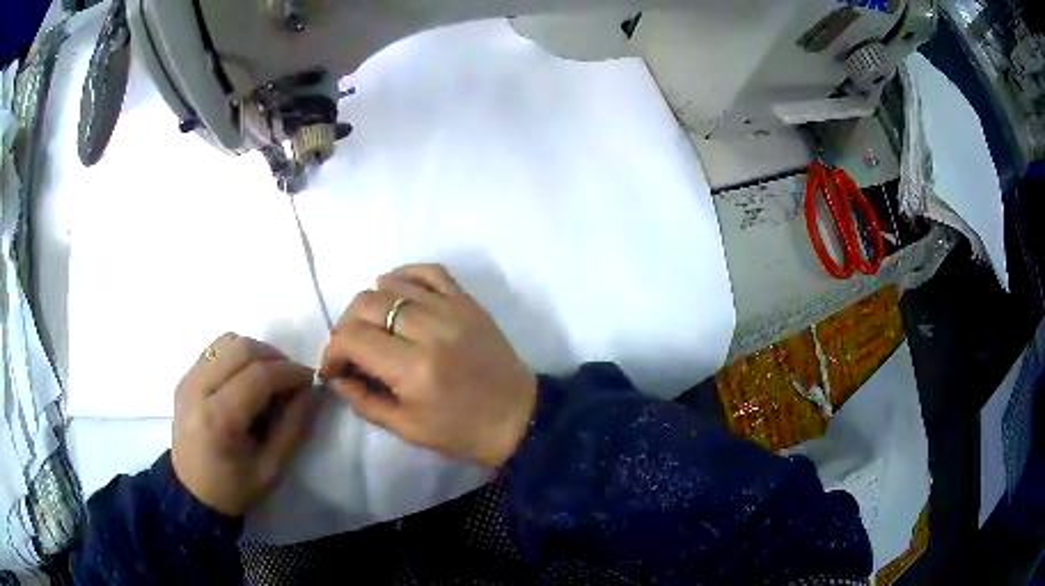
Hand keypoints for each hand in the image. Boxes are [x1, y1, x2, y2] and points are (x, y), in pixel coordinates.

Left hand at [172, 333, 318, 516]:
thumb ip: (293, 428)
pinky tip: (247, 377)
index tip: (310, 380)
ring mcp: (188, 379)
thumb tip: (312, 392)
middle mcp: (198, 389)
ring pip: (228, 342)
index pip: (258, 376)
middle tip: (292, 378)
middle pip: (242, 349)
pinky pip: (215, 349)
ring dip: (256, 352)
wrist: (192, 493)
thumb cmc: (233, 488)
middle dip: (275, 357)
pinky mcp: (186, 377)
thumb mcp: (271, 469)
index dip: (289, 372)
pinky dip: (238, 354)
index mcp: (218, 419)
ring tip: (270, 375)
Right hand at [320, 264, 537, 467]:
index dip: (332, 351)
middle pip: (366, 304)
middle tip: (350, 349)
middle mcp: (430, 330)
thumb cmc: (462, 432)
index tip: (333, 367)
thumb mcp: (406, 429)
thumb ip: (363, 400)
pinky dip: (404, 276)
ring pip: (392, 284)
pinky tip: (395, 293)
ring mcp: (452, 309)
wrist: (519, 417)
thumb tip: (336, 376)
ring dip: (370, 303)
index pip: (353, 338)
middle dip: (346, 326)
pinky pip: (429, 271)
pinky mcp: (468, 301)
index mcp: (414, 369)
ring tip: (372, 326)